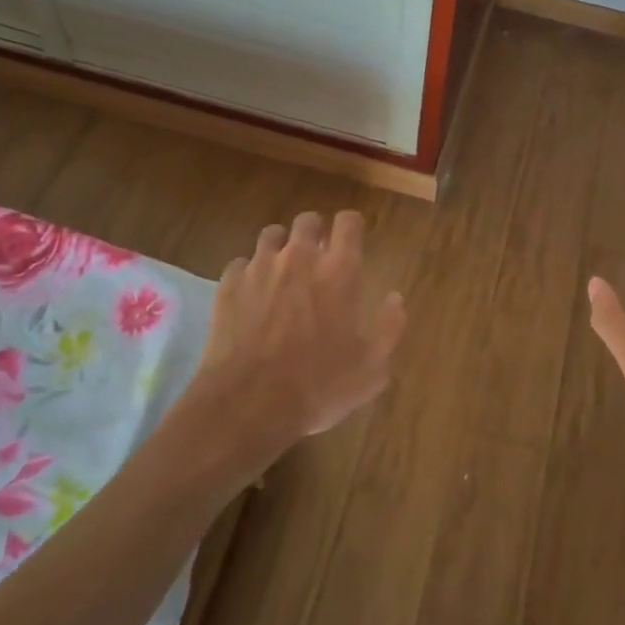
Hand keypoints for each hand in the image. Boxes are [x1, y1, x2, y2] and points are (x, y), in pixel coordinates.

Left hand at [190, 210, 405, 459]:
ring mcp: (260, 268)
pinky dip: (248, 273)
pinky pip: (240, 263)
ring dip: (280, 247)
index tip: (351, 242)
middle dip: (314, 233)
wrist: (249, 405)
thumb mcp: (371, 368)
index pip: (348, 221)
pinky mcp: (229, 285)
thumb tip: (395, 298)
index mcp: (339, 271)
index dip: (351, 227)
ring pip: (271, 235)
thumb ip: (389, 327)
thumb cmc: (318, 386)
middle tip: (317, 259)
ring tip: (282, 272)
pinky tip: (251, 295)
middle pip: (308, 220)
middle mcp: (300, 257)